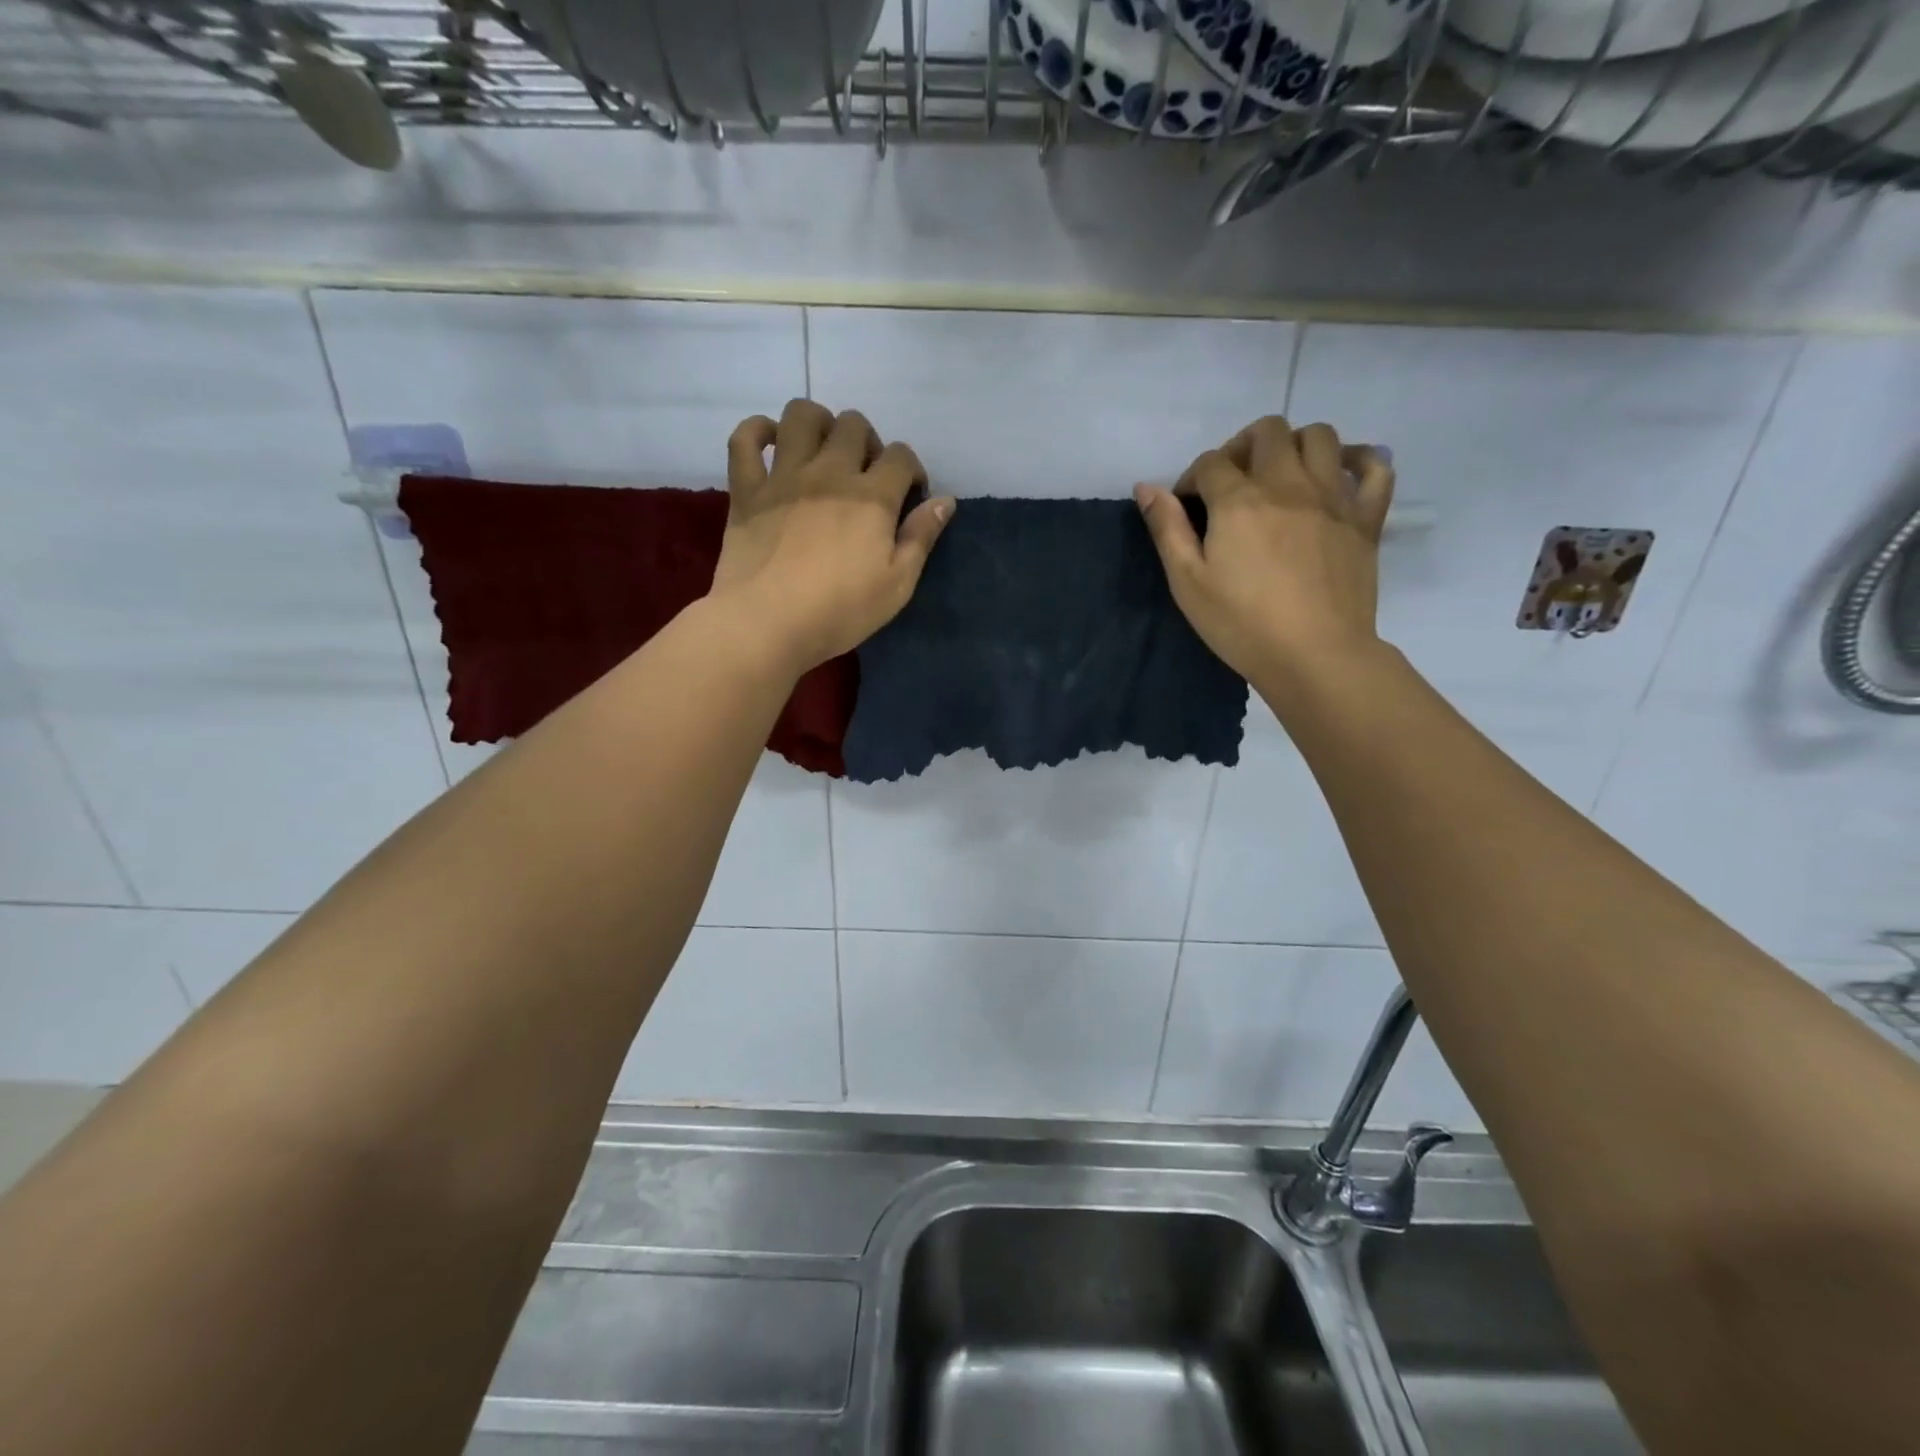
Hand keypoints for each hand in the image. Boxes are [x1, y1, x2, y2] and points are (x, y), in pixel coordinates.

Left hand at [709, 399, 955, 673]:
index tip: (909, 496)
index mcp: (872, 497)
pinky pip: (744, 439)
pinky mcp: (746, 489)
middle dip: (867, 442)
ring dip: (818, 423)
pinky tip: (770, 444)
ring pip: (801, 415)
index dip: (911, 470)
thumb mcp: (897, 585)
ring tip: (822, 451)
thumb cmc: (840, 611)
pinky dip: (756, 432)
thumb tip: (945, 501)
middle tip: (865, 475)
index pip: (901, 456)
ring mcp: (784, 476)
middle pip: (853, 425)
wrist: (767, 623)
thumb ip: (921, 538)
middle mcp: (829, 473)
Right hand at [1134, 415, 1393, 685]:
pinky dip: (1359, 459)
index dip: (1192, 478)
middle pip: (1267, 431)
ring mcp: (1333, 496)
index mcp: (1239, 501)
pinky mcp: (1366, 517)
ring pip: (1319, 436)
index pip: (1211, 462)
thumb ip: (1167, 529)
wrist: (1314, 655)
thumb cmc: (1241, 624)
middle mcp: (1288, 484)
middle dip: (1241, 447)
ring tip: (1281, 474)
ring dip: (1294, 443)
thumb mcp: (1187, 582)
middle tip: (1233, 482)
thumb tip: (1146, 487)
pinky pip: (1375, 467)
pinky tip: (1340, 473)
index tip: (1188, 508)